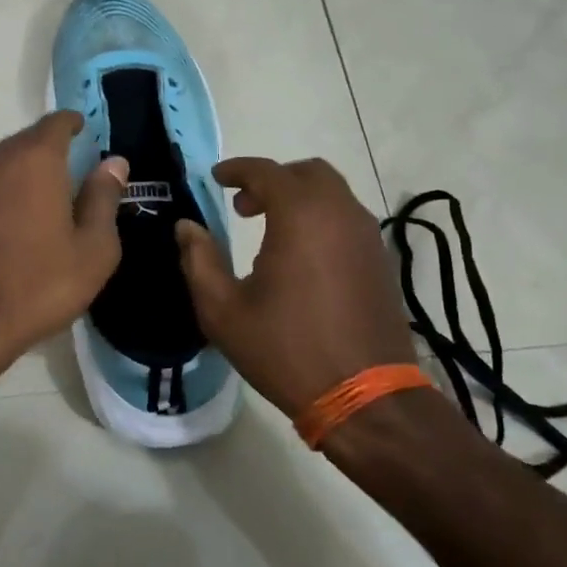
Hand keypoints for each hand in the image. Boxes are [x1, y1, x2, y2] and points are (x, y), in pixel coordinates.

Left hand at [0, 111, 128, 372]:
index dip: (73, 123)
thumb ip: (104, 199)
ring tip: (46, 193)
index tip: (86, 130)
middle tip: (73, 166)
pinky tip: (14, 218)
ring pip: (3, 162)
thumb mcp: (93, 249)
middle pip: (27, 140)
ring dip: (25, 170)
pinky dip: (4, 191)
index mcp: (35, 160)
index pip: (56, 122)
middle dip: (50, 147)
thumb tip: (114, 162)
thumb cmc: (38, 284)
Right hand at [175, 157, 416, 419]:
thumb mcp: (224, 310)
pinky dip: (321, 217)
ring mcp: (367, 235)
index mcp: (300, 215)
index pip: (266, 172)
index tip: (215, 178)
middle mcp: (339, 213)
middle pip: (307, 172)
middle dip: (271, 179)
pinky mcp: (379, 259)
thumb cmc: (286, 349)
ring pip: (332, 192)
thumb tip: (186, 227)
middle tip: (242, 206)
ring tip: (268, 228)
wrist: (365, 397)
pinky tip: (301, 253)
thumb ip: (199, 260)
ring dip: (298, 197)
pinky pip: (347, 218)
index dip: (237, 169)